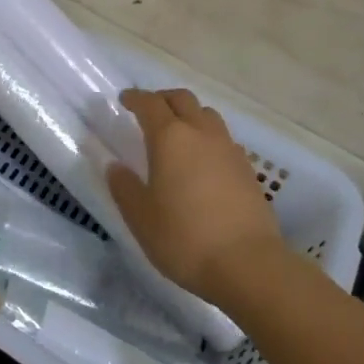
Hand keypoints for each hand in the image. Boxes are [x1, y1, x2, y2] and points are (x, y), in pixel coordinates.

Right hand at [107, 88, 284, 304]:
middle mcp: (202, 133)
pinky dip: (207, 138)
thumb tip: (115, 166)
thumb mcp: (141, 216)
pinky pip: (223, 139)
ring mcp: (229, 149)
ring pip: (207, 115)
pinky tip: (202, 162)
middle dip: (163, 99)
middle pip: (183, 99)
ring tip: (177, 134)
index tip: (124, 100)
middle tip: (148, 111)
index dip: (135, 98)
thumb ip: (124, 187)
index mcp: (170, 138)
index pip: (150, 104)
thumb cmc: (184, 238)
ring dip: (189, 115)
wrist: (248, 265)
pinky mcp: (247, 170)